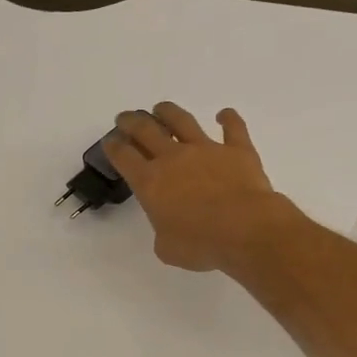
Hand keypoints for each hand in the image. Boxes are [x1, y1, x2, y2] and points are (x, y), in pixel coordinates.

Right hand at [104, 103, 300, 272]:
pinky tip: (224, 114)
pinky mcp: (237, 150)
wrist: (246, 229)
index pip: (124, 157)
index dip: (114, 147)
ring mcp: (206, 149)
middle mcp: (174, 158)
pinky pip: (233, 128)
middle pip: (146, 130)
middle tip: (126, 118)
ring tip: (161, 108)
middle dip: (132, 122)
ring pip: (182, 121)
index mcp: (150, 182)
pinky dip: (228, 119)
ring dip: (168, 112)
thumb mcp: (167, 248)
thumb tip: (170, 229)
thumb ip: (163, 233)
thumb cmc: (201, 244)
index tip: (110, 141)